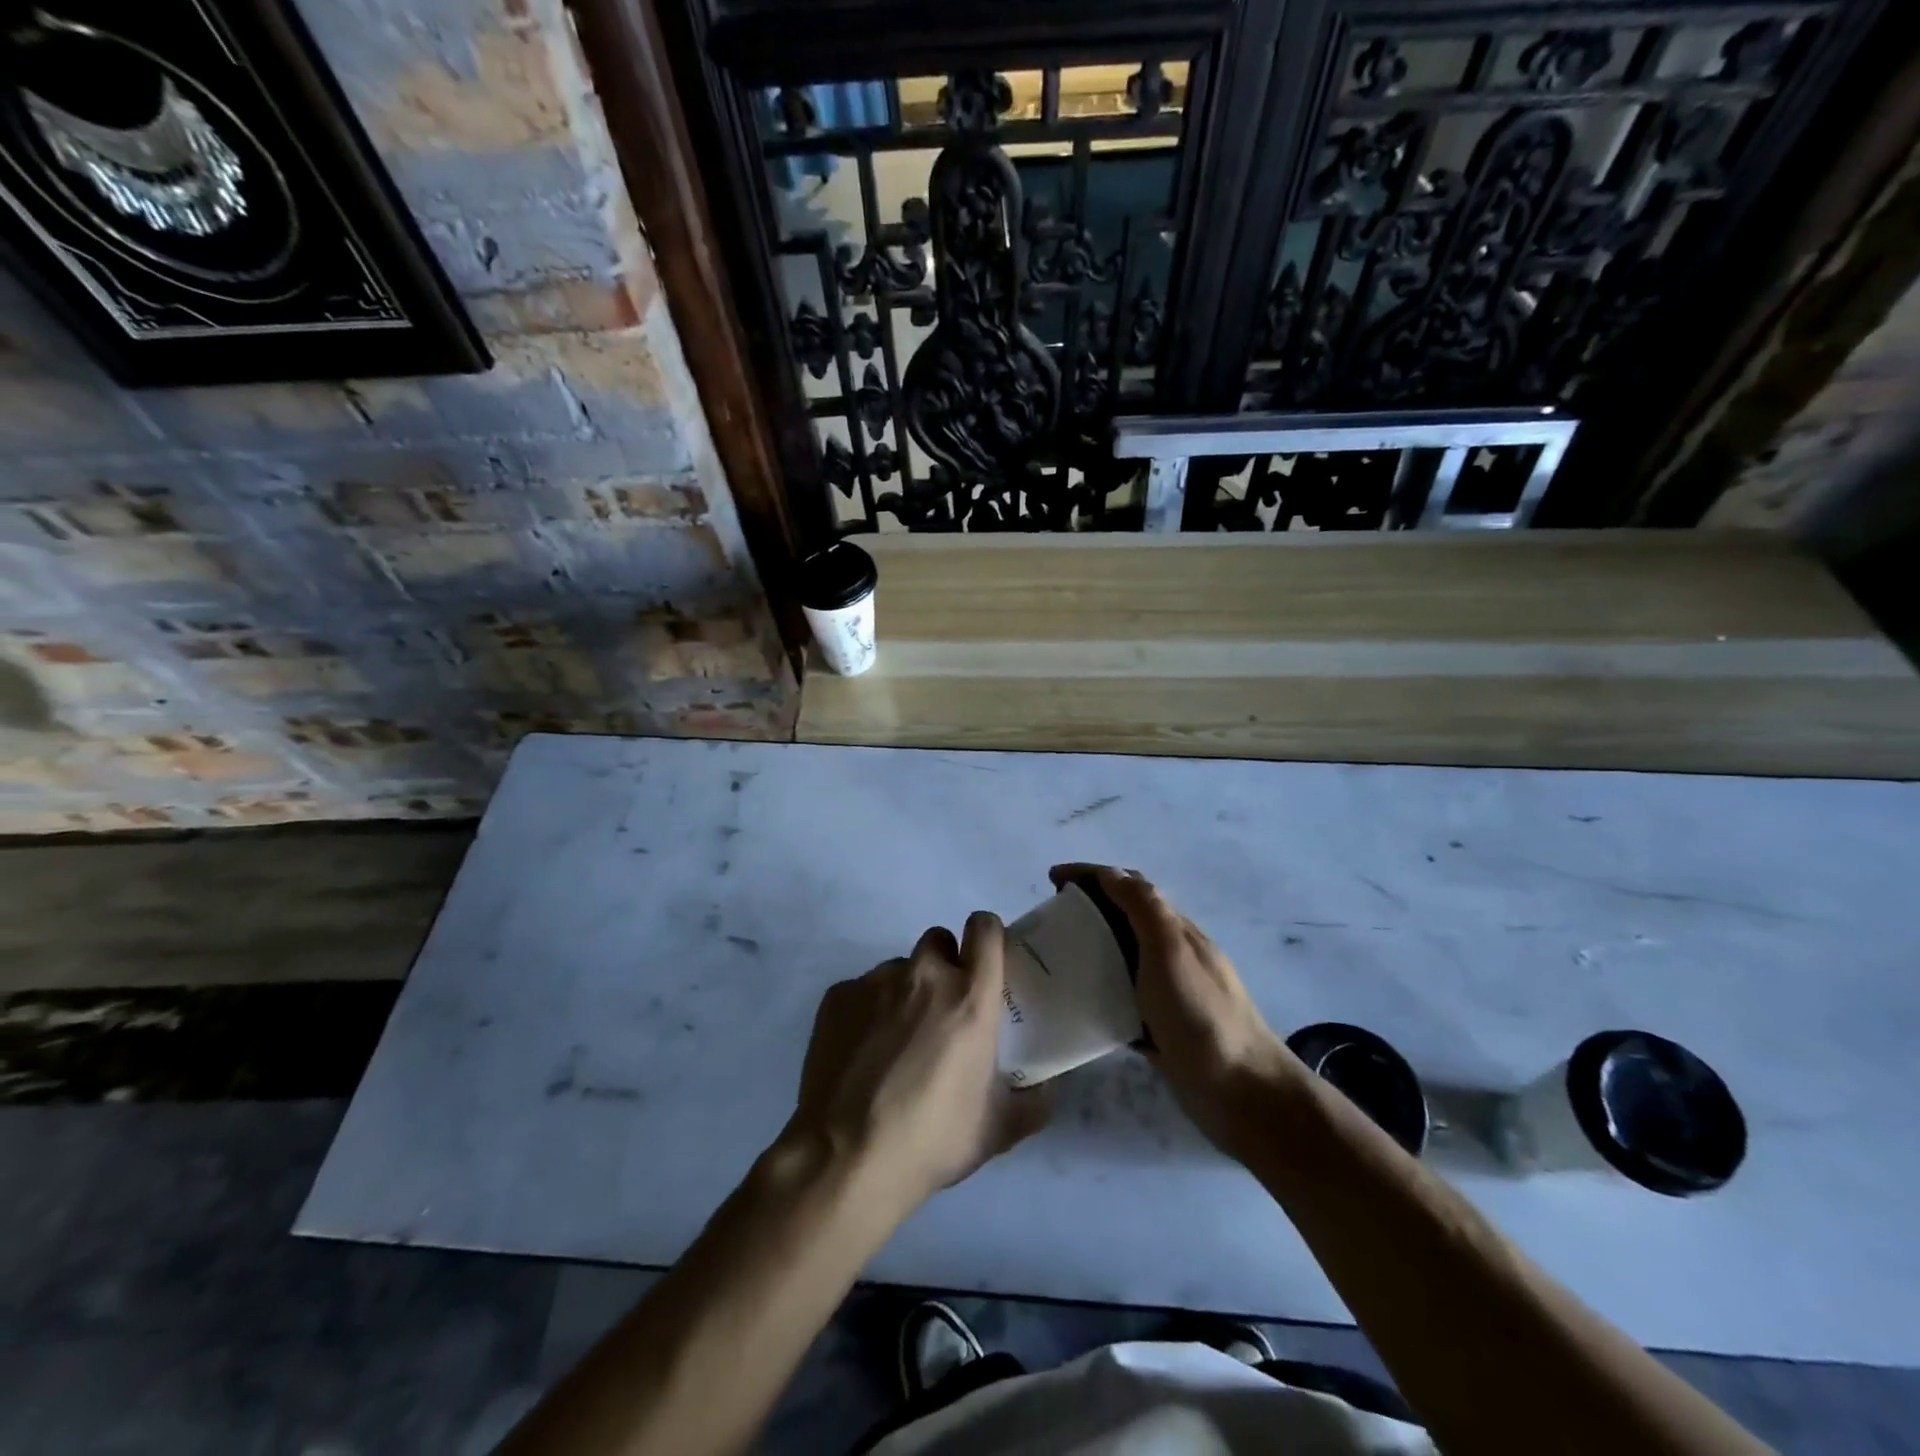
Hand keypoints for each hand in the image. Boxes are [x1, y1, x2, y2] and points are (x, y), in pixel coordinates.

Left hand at [786, 914, 1049, 1216]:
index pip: (985, 929)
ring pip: (899, 968)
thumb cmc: (932, 1138)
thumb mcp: (999, 1129)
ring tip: (895, 1042)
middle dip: (945, 965)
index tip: (986, 961)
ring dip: (905, 992)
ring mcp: (876, 982)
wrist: (847, 1158)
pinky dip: (867, 1011)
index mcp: (969, 997)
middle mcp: (924, 976)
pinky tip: (861, 1054)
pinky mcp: (837, 996)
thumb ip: (1034, 1101)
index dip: (987, 936)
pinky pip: (861, 990)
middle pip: (939, 941)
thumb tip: (1045, 1087)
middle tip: (942, 1011)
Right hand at [1050, 864, 1301, 1155]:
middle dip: (1086, 907)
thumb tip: (1110, 873)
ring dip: (1088, 948)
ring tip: (1053, 959)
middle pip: (1123, 918)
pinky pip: (1120, 998)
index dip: (1091, 875)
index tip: (1051, 879)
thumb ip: (1144, 908)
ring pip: (1120, 958)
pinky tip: (1074, 1005)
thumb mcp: (1170, 951)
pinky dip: (1097, 990)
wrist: (1243, 1093)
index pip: (1129, 886)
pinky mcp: (1159, 1028)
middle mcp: (1171, 954)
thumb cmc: (1201, 1016)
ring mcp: (1167, 993)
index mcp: (1174, 930)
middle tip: (1047, 920)